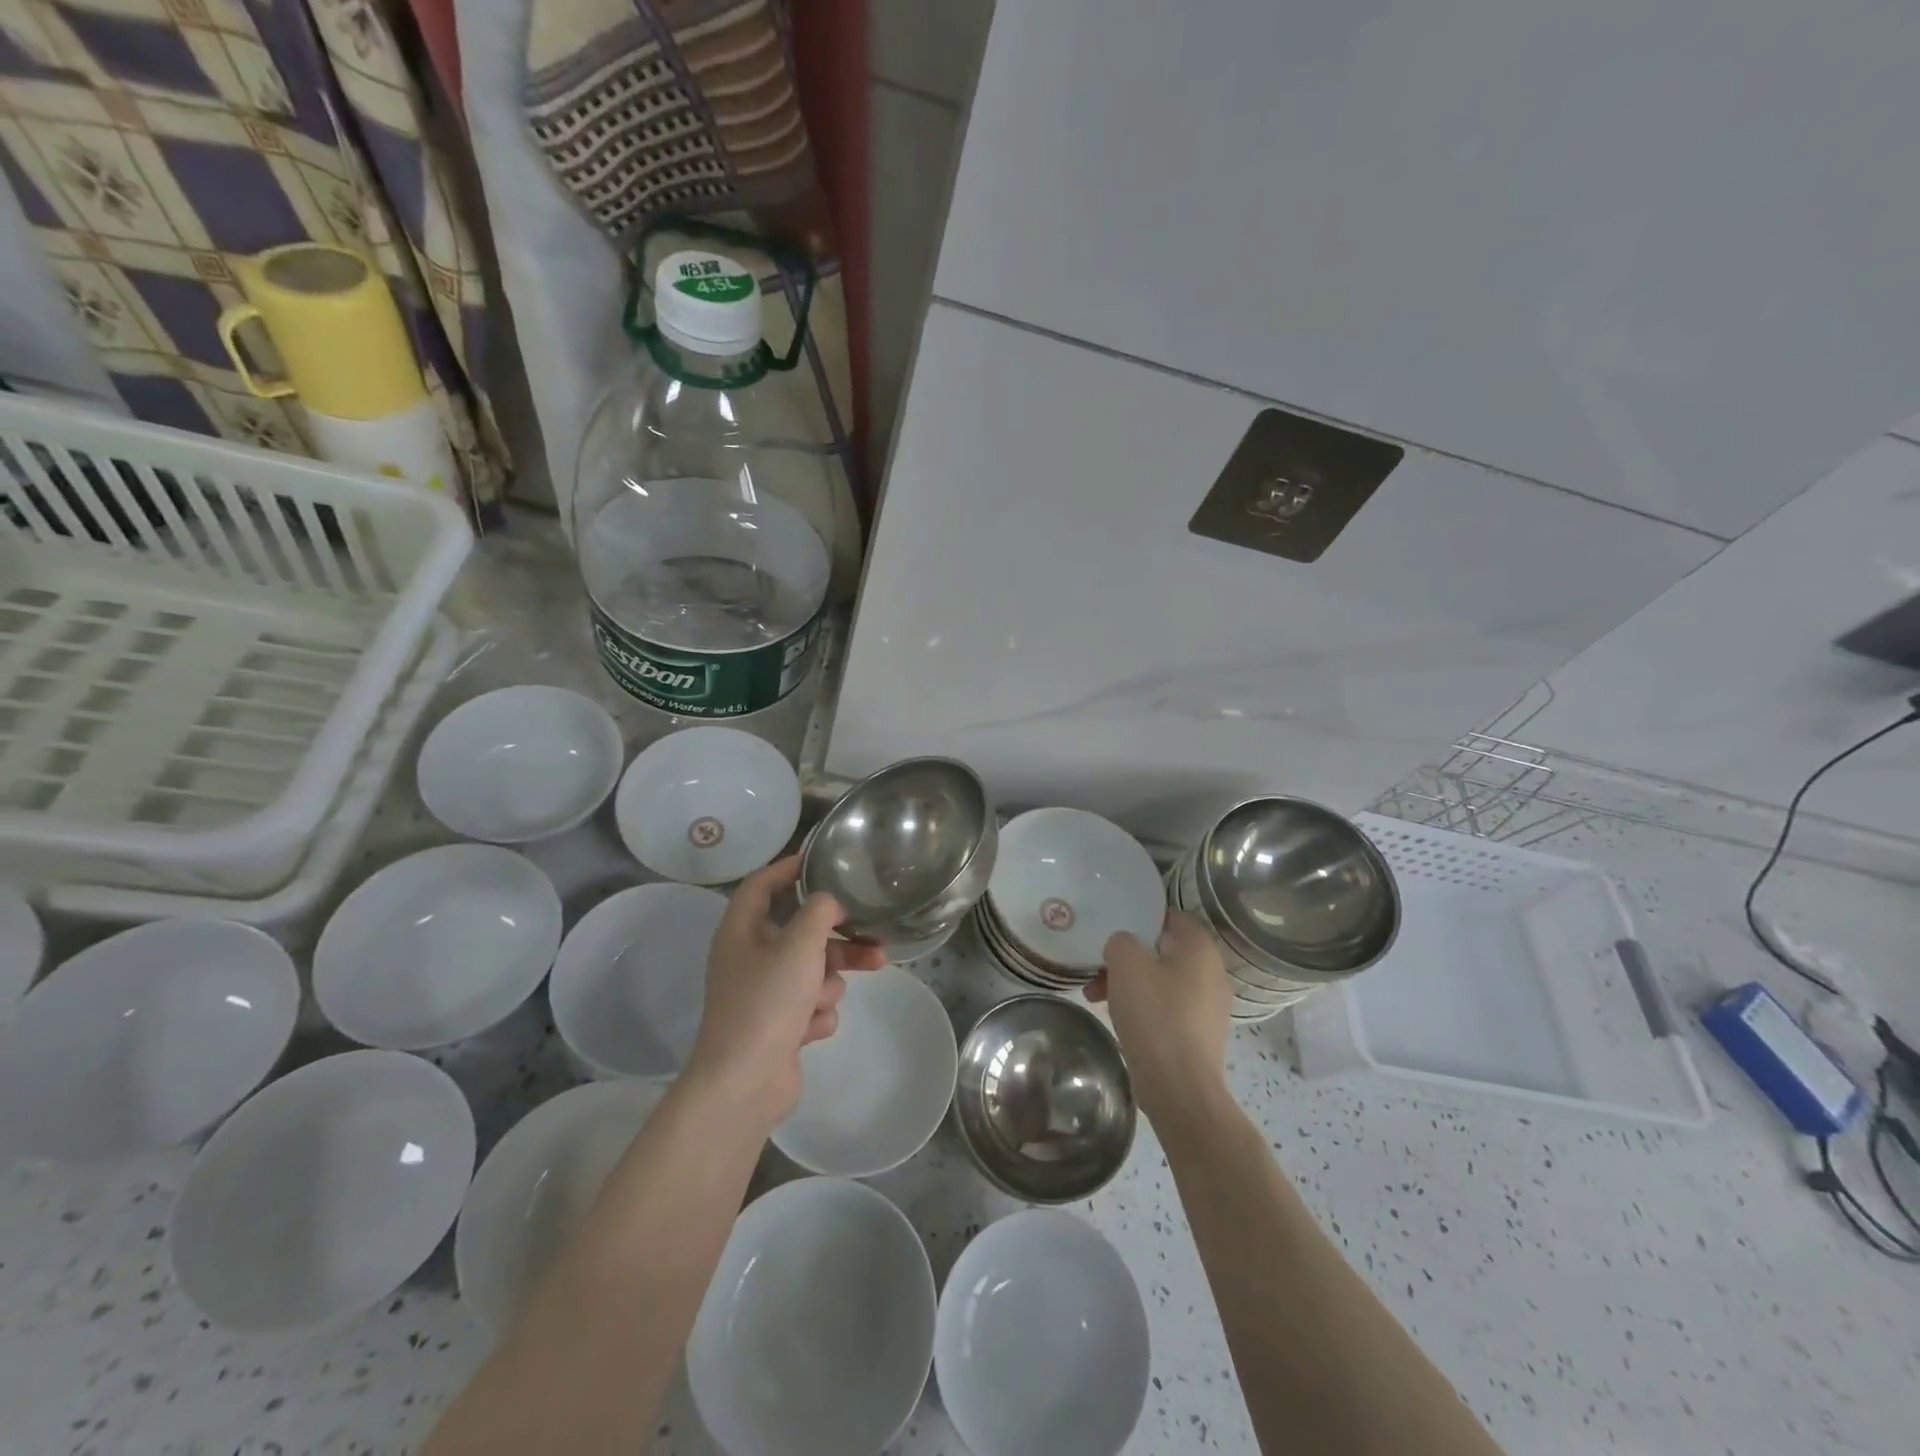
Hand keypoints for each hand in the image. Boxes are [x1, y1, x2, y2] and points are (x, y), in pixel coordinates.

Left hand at [685, 856, 886, 1127]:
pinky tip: (808, 1030)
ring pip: (813, 968)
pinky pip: (810, 1003)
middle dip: (836, 937)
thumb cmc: (767, 1002)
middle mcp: (749, 956)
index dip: (790, 867)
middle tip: (872, 934)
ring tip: (828, 998)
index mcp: (742, 930)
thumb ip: (820, 911)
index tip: (823, 859)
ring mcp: (764, 993)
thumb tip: (830, 901)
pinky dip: (815, 1014)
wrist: (745, 1084)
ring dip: (828, 981)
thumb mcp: (799, 944)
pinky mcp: (779, 1024)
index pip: (763, 883)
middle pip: (801, 930)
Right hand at [1087, 910, 1232, 1122]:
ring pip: (1162, 981)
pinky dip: (1143, 1007)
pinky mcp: (1199, 1034)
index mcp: (1200, 948)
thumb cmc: (1155, 1015)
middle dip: (1128, 958)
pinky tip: (1118, 1019)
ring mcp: (1209, 1007)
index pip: (1171, 916)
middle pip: (1163, 951)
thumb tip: (1125, 948)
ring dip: (1130, 983)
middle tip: (1099, 967)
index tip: (1113, 926)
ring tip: (1095, 996)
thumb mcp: (1126, 963)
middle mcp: (1212, 972)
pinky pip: (1167, 1008)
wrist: (1179, 1087)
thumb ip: (1121, 941)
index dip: (1141, 917)